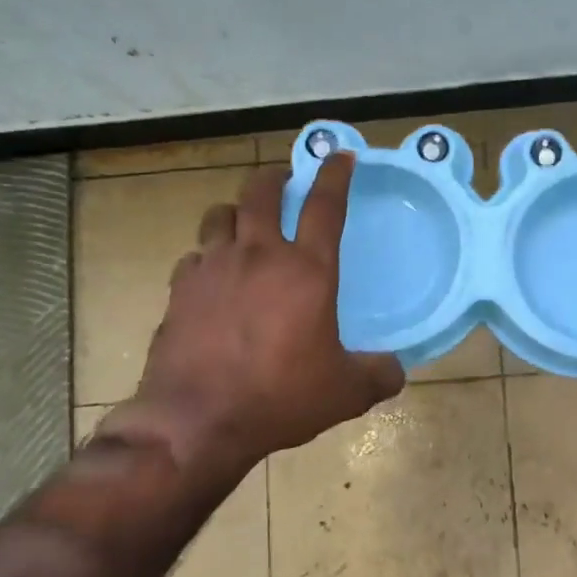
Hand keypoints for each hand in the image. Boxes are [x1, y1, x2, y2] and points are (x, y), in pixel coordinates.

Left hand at [102, 154, 404, 480]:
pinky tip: (212, 278)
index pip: (324, 206)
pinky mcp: (179, 290)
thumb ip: (378, 374)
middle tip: (284, 181)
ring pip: (219, 215)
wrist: (197, 420)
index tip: (340, 156)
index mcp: (306, 271)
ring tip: (244, 225)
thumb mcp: (345, 392)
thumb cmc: (280, 398)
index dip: (335, 175)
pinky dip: (206, 258)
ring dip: (235, 213)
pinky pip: (194, 258)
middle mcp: (257, 256)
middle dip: (275, 178)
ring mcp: (212, 268)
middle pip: (260, 192)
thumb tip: (396, 370)